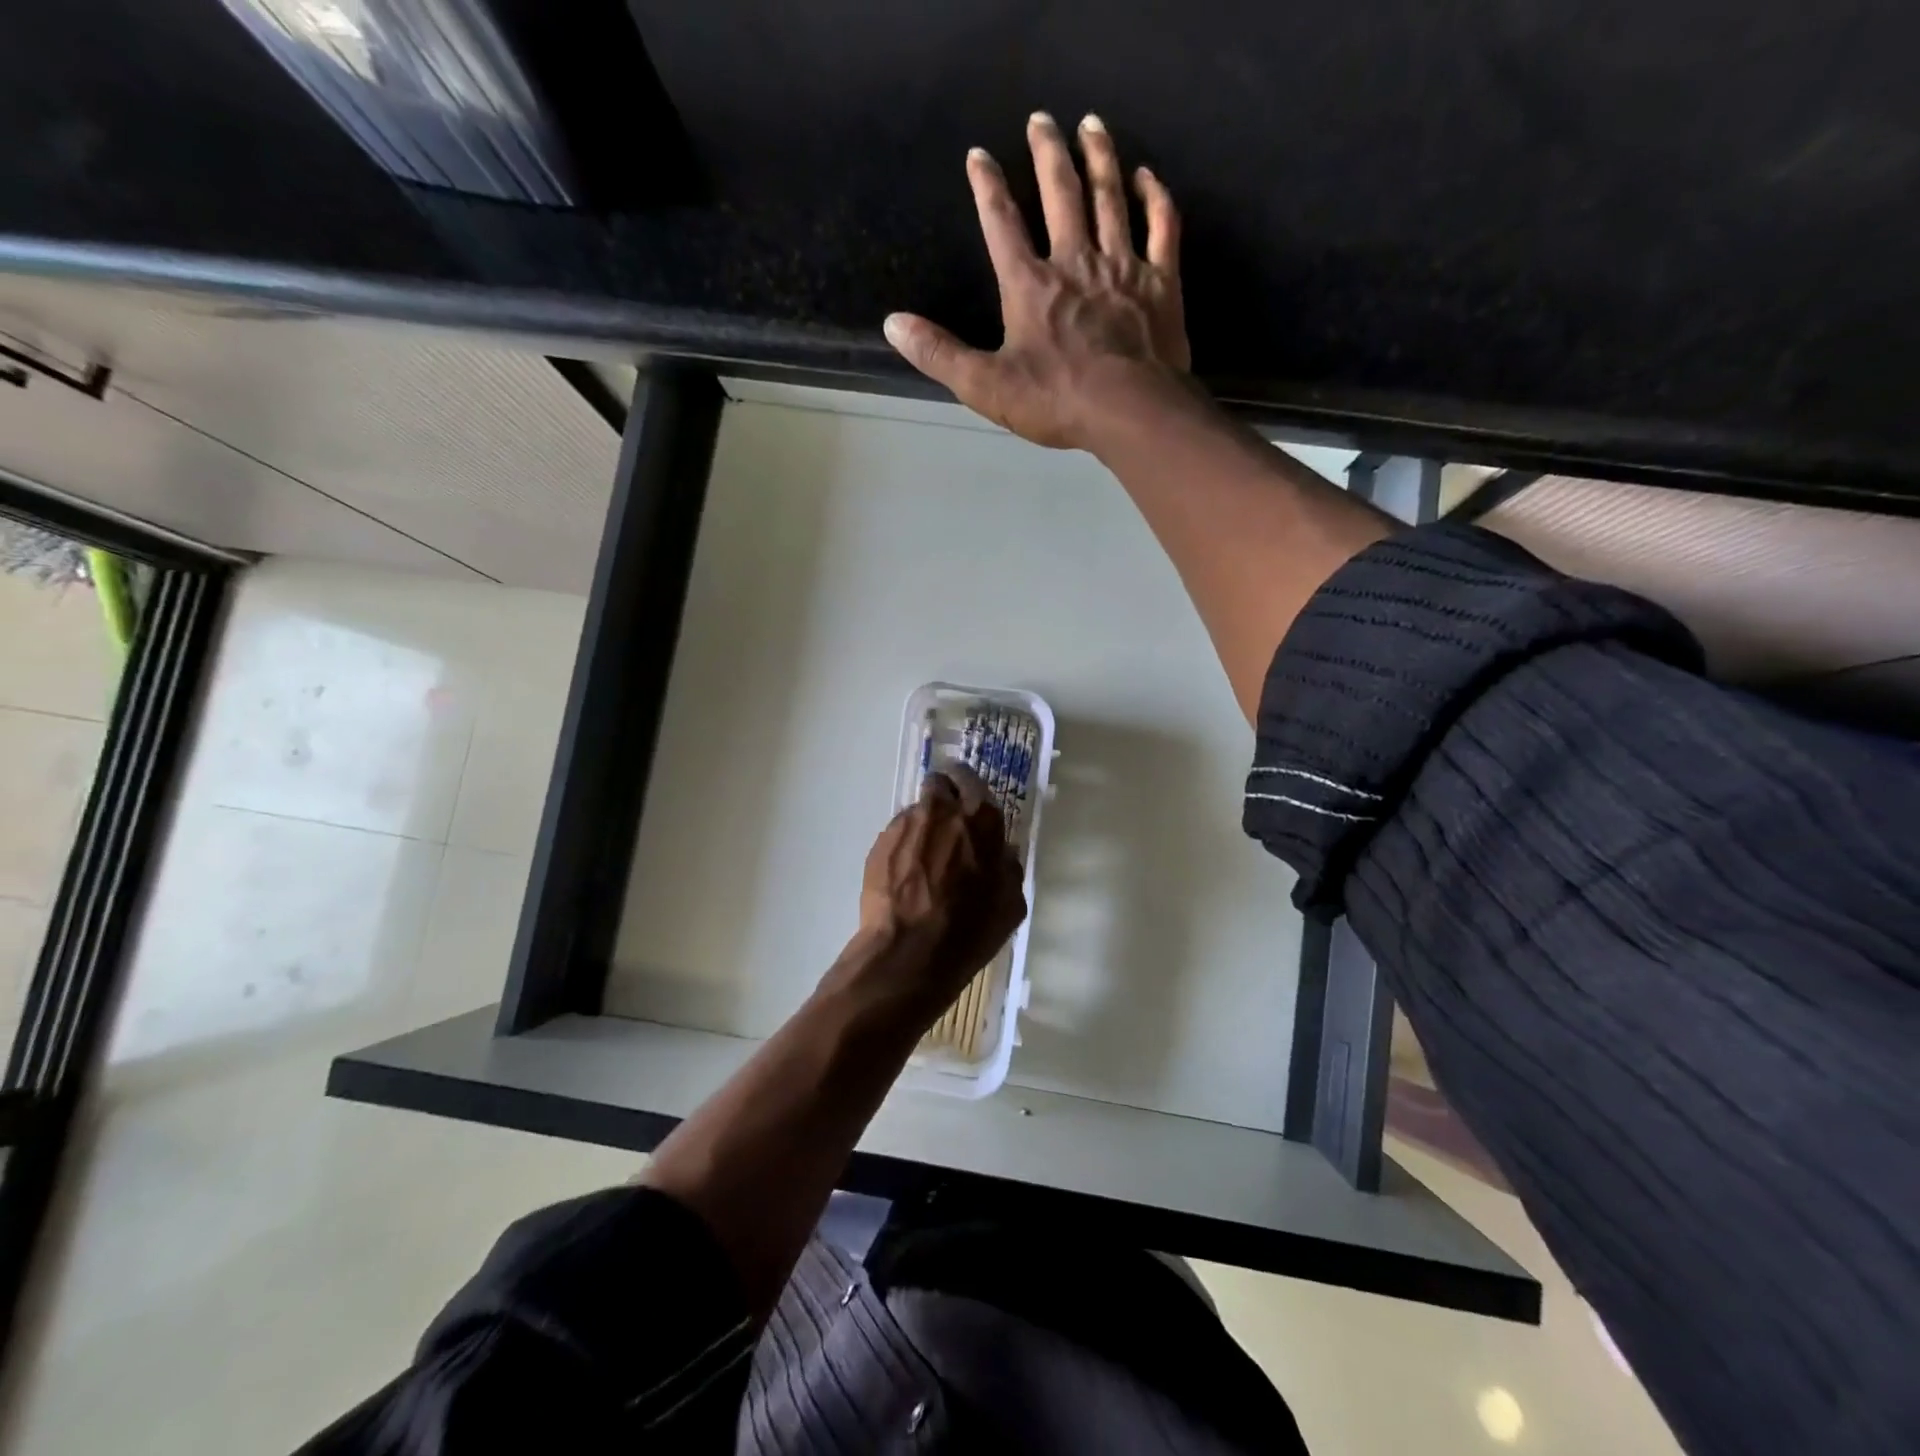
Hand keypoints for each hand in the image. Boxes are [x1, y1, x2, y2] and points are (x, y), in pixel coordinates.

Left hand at [848, 769, 1027, 1017]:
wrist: (909, 952)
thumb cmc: (969, 930)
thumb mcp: (1010, 904)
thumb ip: (1007, 867)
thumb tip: (1001, 853)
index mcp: (980, 819)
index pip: (972, 779)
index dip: (970, 789)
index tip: (970, 805)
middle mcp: (941, 810)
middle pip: (940, 784)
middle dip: (944, 798)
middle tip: (948, 826)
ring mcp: (906, 824)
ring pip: (917, 811)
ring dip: (924, 826)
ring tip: (925, 861)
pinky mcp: (880, 843)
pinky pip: (897, 834)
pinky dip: (903, 847)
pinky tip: (906, 878)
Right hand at [884, 112, 1189, 450]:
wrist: (1129, 411)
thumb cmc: (1056, 401)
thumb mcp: (985, 386)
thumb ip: (940, 354)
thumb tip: (893, 324)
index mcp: (1030, 285)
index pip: (1002, 223)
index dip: (987, 187)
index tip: (979, 155)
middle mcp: (1075, 261)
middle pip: (1060, 194)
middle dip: (1047, 153)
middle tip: (1041, 119)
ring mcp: (1122, 267)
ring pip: (1109, 198)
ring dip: (1099, 158)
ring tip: (1091, 125)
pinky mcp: (1160, 283)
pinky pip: (1162, 227)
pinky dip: (1155, 198)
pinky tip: (1147, 177)